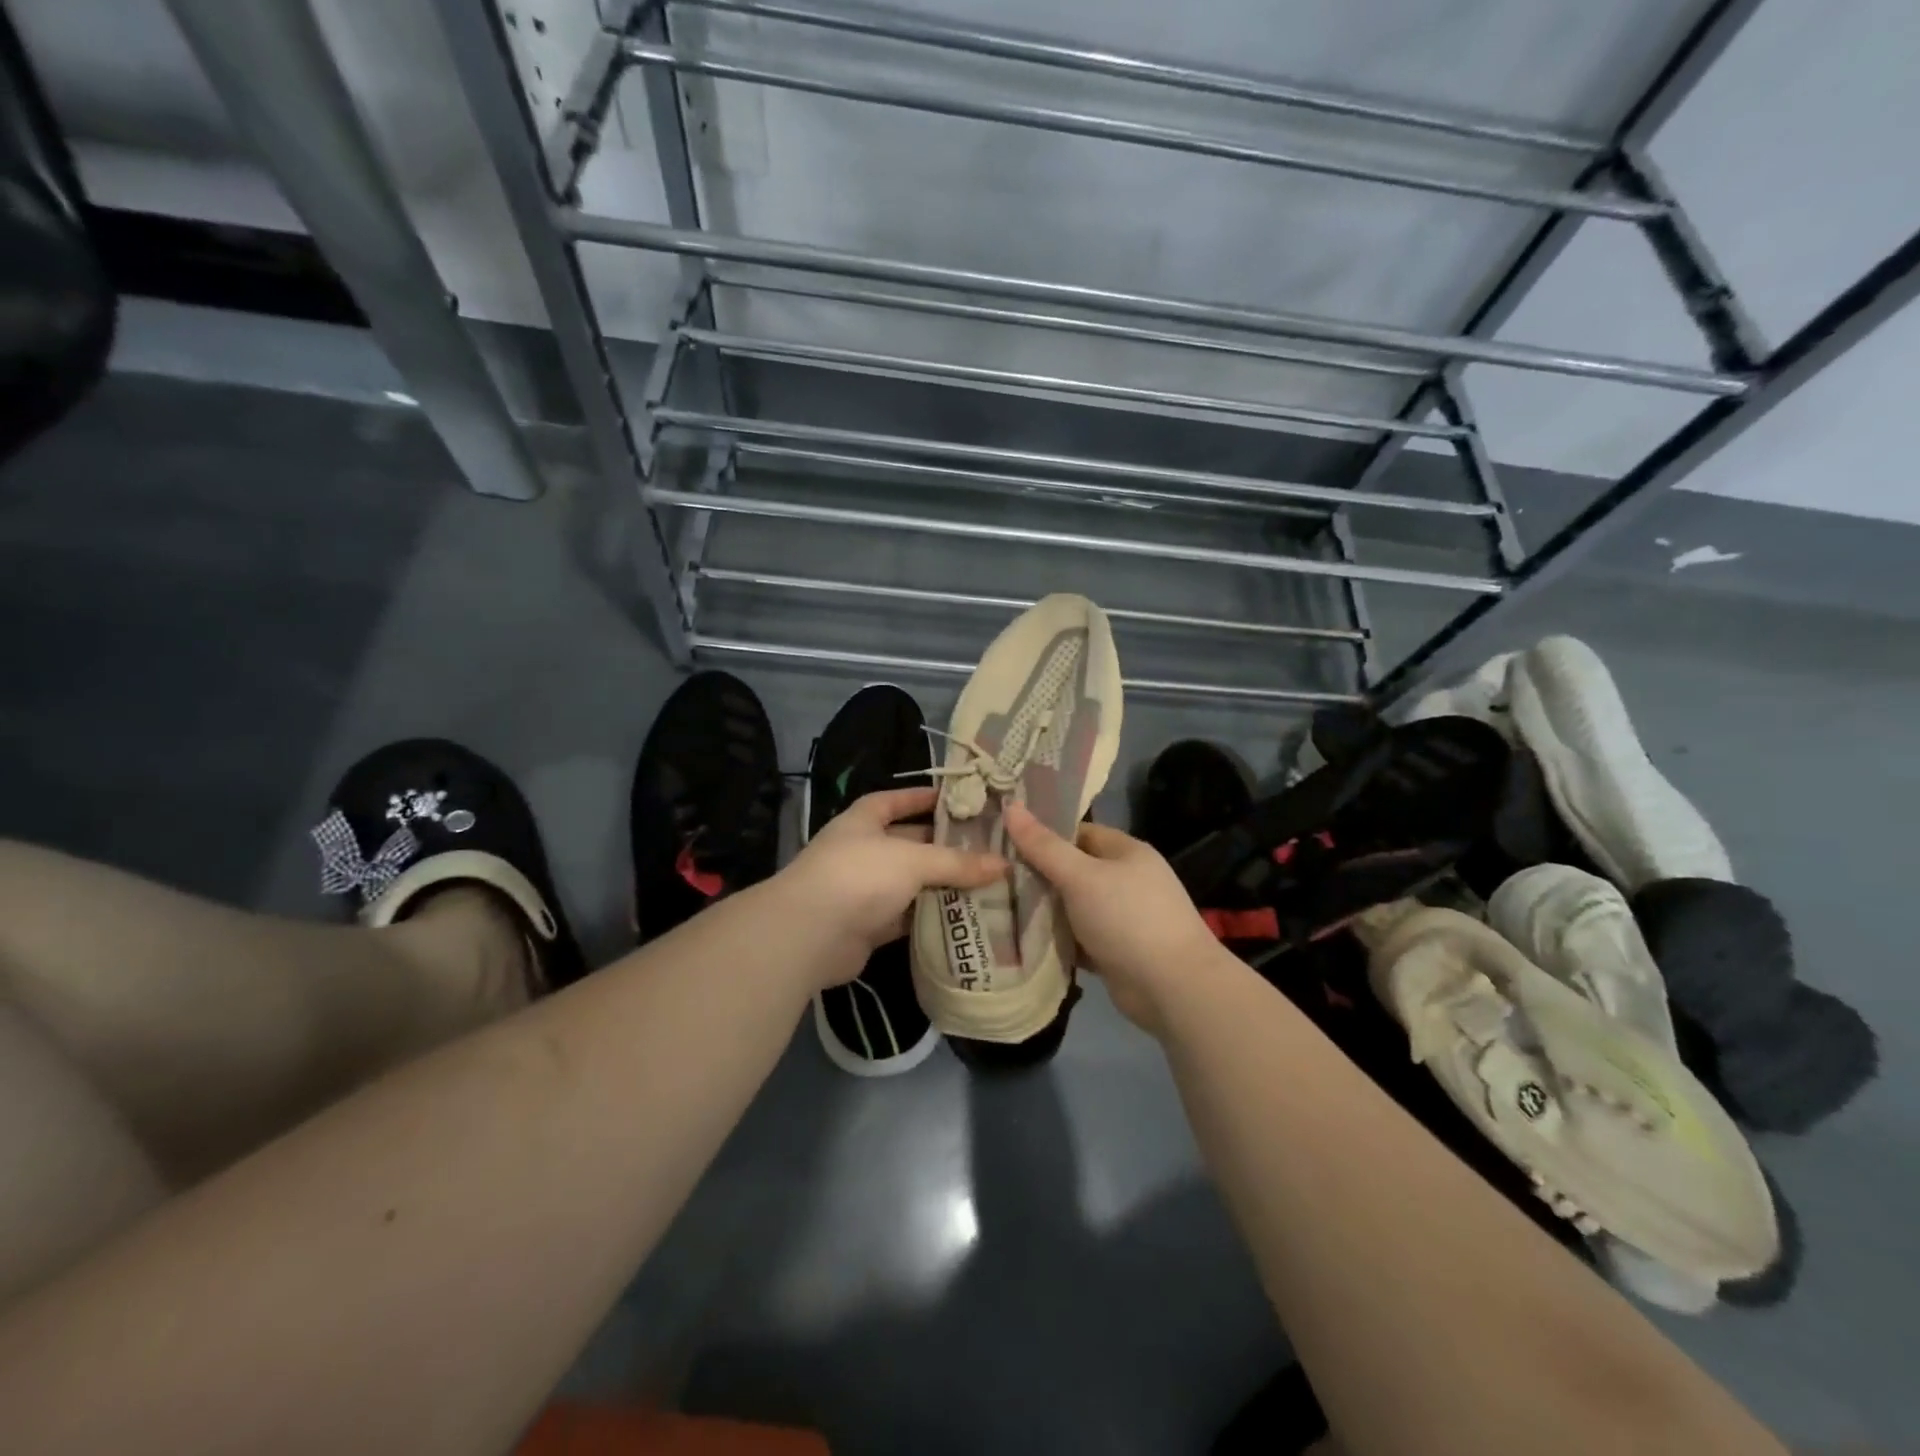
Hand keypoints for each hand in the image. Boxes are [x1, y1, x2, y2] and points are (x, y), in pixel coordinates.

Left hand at [772, 786, 1004, 982]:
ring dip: (941, 885)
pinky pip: (907, 916)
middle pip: (909, 843)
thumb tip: (1004, 865)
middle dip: (943, 846)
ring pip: (911, 883)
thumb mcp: (913, 860)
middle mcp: (862, 851)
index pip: (895, 800)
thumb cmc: (859, 876)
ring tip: (987, 882)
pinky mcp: (869, 926)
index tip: (957, 800)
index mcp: (864, 820)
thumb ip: (957, 863)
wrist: (810, 935)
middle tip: (987, 848)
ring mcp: (863, 890)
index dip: (922, 798)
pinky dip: (931, 916)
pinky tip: (965, 916)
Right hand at [1002, 802, 1219, 1035]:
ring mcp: (1122, 918)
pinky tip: (1021, 940)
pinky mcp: (1115, 951)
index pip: (1077, 832)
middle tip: (993, 876)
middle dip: (1037, 875)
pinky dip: (1056, 939)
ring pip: (1073, 906)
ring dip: (1044, 910)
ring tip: (997, 906)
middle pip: (1073, 870)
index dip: (1042, 835)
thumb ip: (1043, 846)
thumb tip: (1010, 806)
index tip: (1003, 840)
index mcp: (1126, 852)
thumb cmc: (1128, 919)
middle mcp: (1126, 880)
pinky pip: (1078, 938)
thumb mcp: (1080, 877)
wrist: (1173, 988)